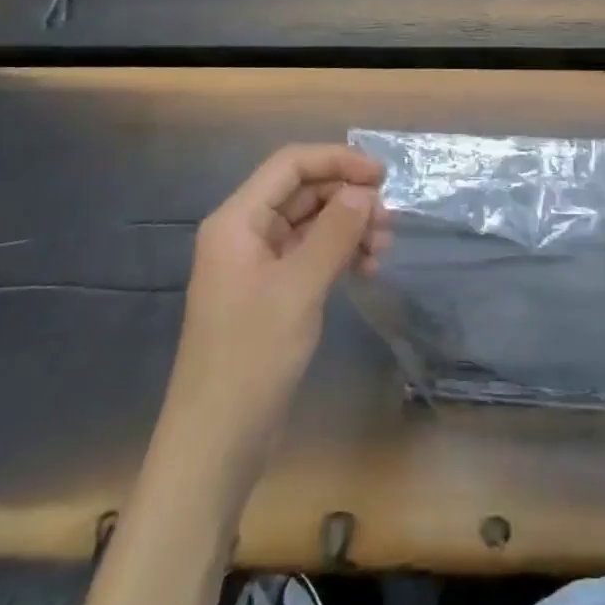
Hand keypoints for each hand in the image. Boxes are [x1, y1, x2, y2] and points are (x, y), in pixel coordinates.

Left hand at [168, 145, 389, 464]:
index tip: (381, 176)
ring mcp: (257, 264)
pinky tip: (366, 268)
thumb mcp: (299, 289)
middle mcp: (245, 234)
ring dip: (348, 226)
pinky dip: (339, 253)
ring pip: (310, 222)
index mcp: (237, 222)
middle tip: (389, 219)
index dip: (337, 161)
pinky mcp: (271, 292)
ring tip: (383, 247)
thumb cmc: (251, 357)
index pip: (290, 165)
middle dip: (347, 196)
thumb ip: (334, 233)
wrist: (216, 443)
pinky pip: (310, 253)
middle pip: (302, 192)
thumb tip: (364, 192)